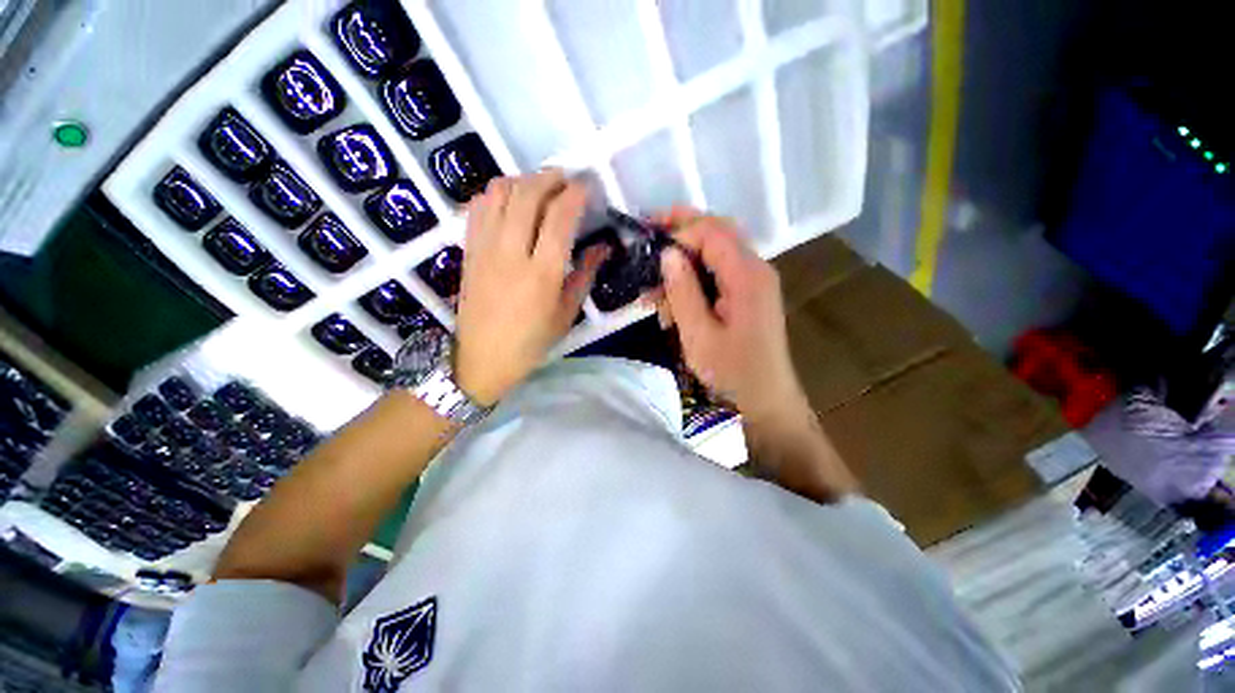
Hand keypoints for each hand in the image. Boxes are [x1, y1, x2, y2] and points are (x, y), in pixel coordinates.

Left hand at [453, 171, 606, 405]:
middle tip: (566, 180)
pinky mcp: (469, 249)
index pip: (559, 217)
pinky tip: (511, 201)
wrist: (481, 357)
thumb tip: (603, 246)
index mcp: (542, 274)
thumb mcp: (566, 313)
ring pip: (500, 193)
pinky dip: (497, 193)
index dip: (575, 194)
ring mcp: (485, 248)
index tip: (587, 186)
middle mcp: (511, 253)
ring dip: (523, 180)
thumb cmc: (531, 341)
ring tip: (540, 188)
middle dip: (550, 178)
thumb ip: (585, 275)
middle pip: (528, 194)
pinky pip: (479, 206)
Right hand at [657, 208, 806, 422]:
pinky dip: (693, 280)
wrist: (767, 405)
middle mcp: (756, 269)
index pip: (712, 232)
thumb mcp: (699, 335)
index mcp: (747, 276)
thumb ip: (683, 291)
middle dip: (681, 231)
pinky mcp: (748, 297)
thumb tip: (667, 253)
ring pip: (716, 253)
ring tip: (654, 285)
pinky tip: (673, 302)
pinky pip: (719, 274)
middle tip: (648, 236)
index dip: (679, 232)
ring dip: (684, 261)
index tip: (649, 247)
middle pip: (718, 232)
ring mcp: (754, 282)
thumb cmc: (732, 375)